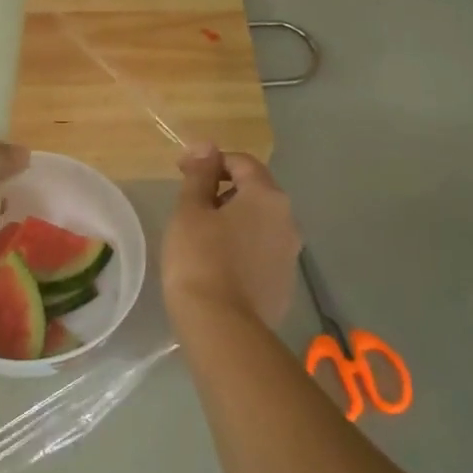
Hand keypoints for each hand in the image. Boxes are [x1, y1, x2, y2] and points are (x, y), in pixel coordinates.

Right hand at [163, 144, 299, 330]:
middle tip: (190, 208)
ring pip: (260, 224)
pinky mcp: (285, 284)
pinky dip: (243, 250)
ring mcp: (291, 254)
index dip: (210, 161)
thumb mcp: (190, 211)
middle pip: (256, 192)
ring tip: (202, 239)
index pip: (241, 162)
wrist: (221, 326)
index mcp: (267, 196)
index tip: (181, 171)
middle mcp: (288, 219)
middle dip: (224, 192)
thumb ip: (199, 175)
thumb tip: (206, 146)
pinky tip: (219, 267)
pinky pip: (262, 254)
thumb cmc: (199, 259)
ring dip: (235, 222)